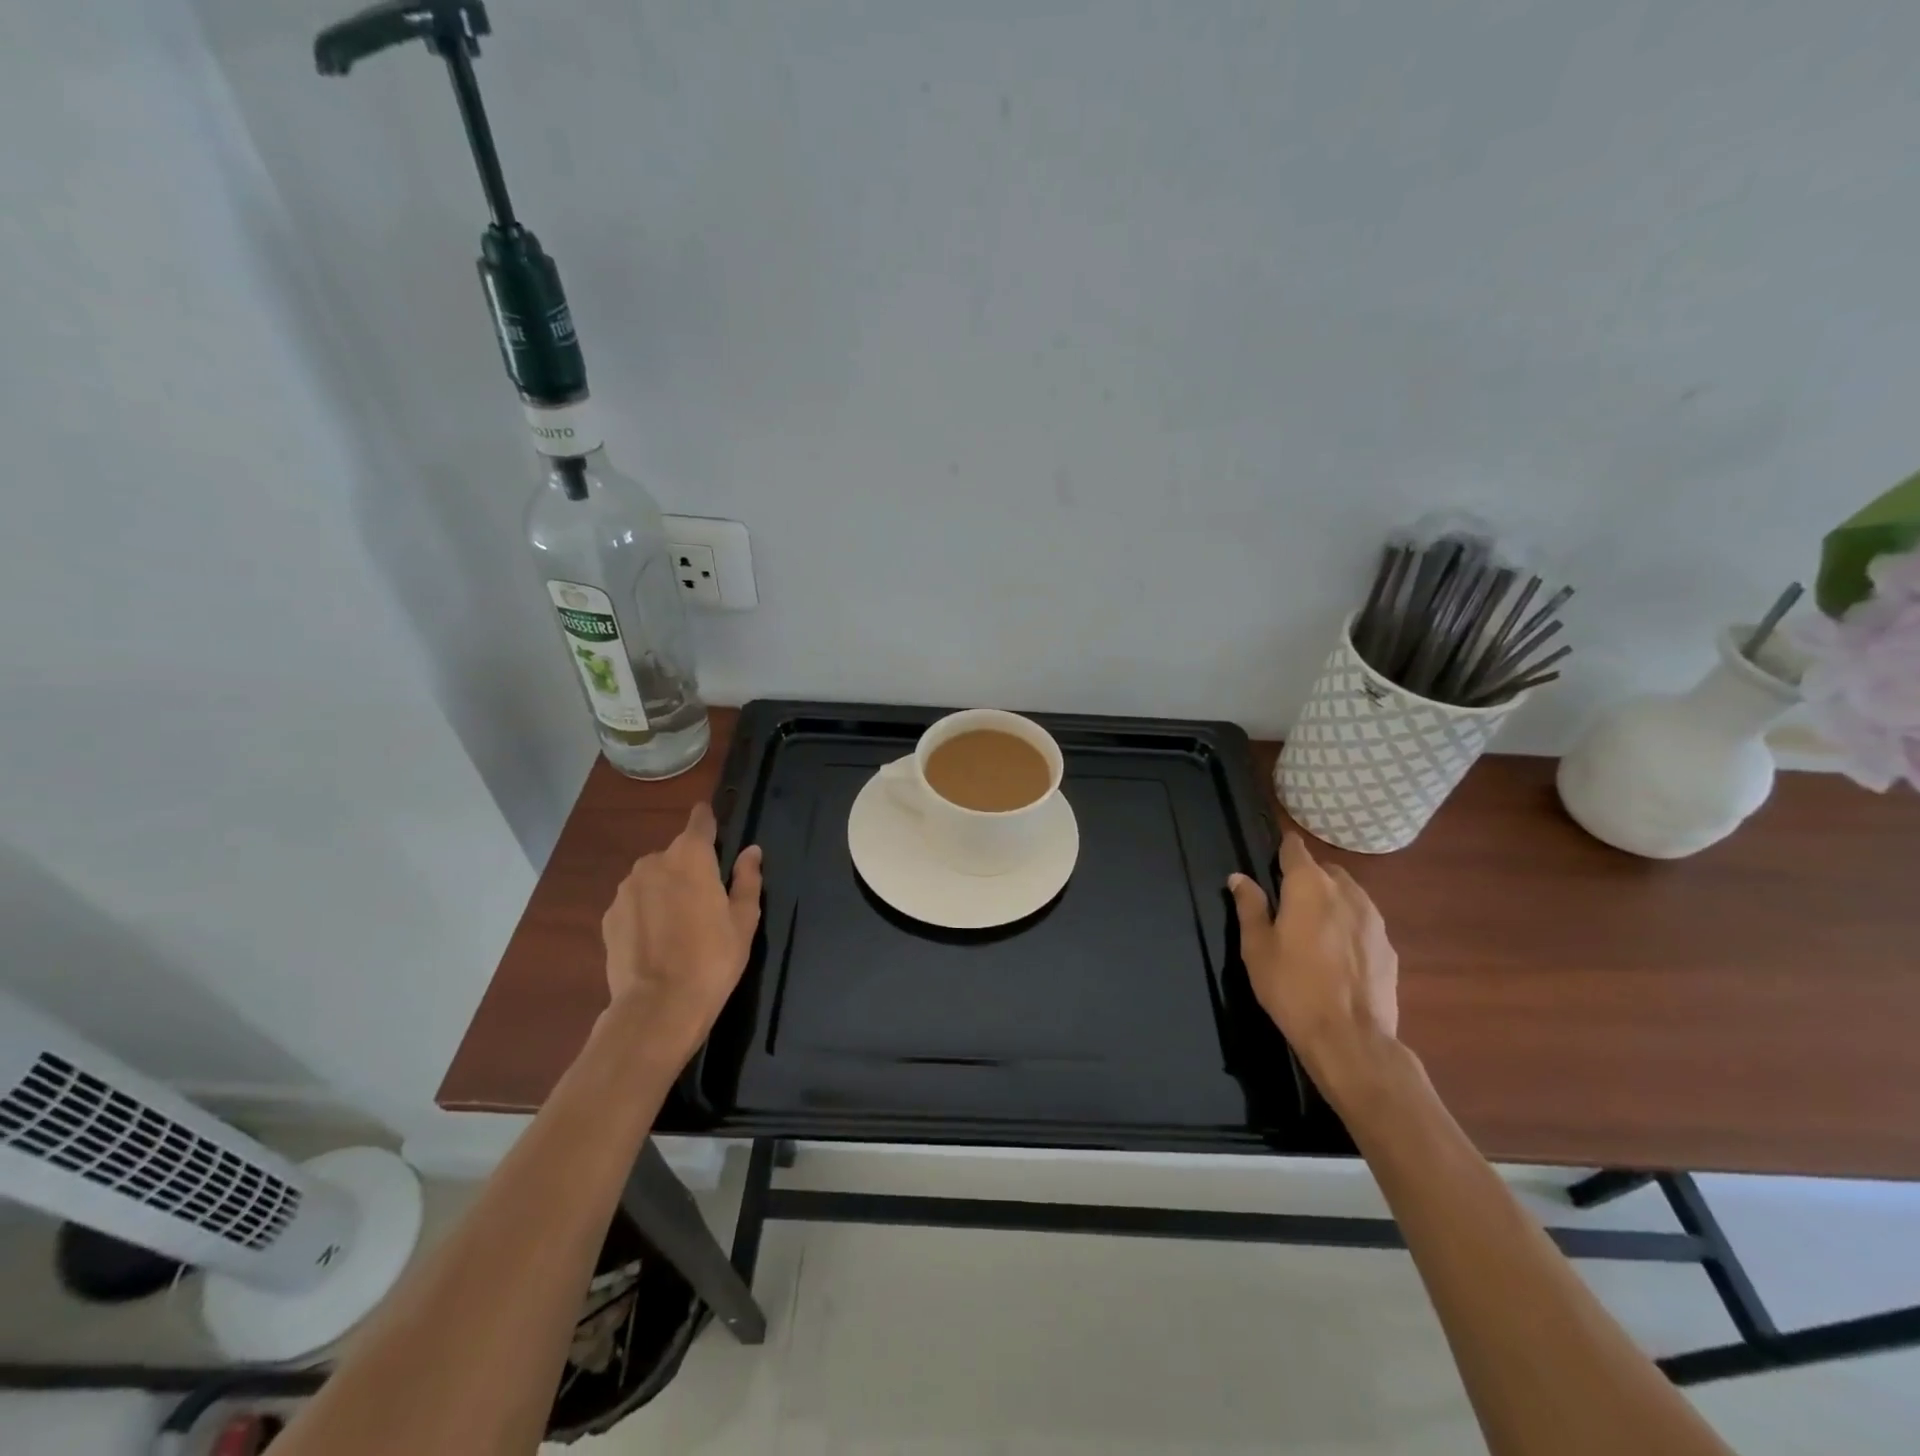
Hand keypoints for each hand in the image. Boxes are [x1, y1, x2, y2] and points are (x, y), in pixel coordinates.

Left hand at [600, 803, 763, 1058]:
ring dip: (665, 890)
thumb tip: (751, 852)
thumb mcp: (744, 920)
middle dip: (689, 867)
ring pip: (652, 878)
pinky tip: (657, 941)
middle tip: (706, 900)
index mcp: (691, 856)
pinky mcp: (608, 917)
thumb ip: (747, 879)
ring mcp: (626, 889)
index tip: (715, 825)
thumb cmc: (713, 958)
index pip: (700, 821)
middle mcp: (654, 862)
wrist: (658, 1006)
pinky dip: (646, 912)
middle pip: (676, 853)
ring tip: (679, 925)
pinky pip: (634, 903)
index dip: (708, 820)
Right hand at [1229, 833, 1399, 1098]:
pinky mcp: (1389, 948)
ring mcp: (1374, 920)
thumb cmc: (1291, 986)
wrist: (1350, 1038)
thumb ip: (1249, 906)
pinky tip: (1337, 956)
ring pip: (1349, 895)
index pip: (1295, 849)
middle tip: (1287, 903)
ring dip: (1331, 901)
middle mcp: (1346, 892)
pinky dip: (1349, 928)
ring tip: (1314, 929)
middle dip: (1308, 878)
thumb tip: (1239, 878)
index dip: (1283, 848)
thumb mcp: (1256, 946)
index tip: (1273, 856)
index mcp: (1309, 886)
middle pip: (1325, 870)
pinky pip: (1364, 924)